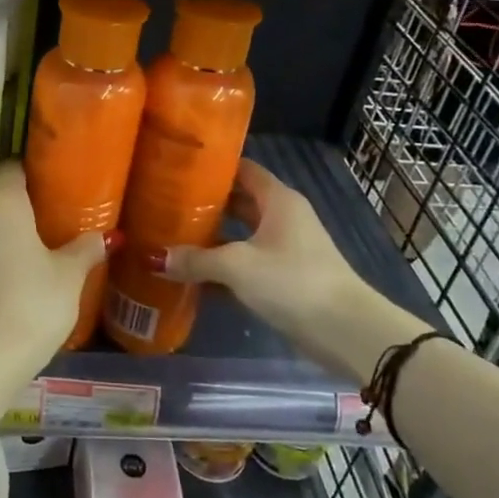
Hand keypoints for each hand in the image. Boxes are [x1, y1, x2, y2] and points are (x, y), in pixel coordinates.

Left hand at [0, 163, 110, 419]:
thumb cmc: (35, 301)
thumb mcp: (70, 274)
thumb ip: (85, 249)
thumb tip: (106, 236)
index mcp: (4, 203)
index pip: (12, 169)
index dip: (30, 170)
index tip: (51, 177)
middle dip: (22, 203)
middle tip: (53, 212)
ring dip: (10, 232)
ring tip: (40, 242)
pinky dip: (0, 256)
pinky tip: (21, 270)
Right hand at [160, 160, 412, 380]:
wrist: (345, 330)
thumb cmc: (292, 281)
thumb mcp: (237, 266)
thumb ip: (195, 260)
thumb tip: (153, 258)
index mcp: (278, 200)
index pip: (242, 169)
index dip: (212, 166)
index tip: (178, 167)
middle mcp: (282, 217)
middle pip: (238, 201)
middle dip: (204, 204)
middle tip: (164, 203)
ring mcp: (285, 249)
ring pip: (240, 234)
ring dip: (210, 238)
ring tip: (169, 236)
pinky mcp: (283, 277)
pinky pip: (245, 263)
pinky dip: (222, 267)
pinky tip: (191, 275)